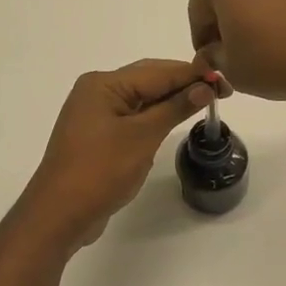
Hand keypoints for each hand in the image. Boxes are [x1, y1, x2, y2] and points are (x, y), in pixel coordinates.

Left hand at [20, 59, 212, 247]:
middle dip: (184, 84)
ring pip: (141, 98)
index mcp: (104, 84)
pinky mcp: (97, 135)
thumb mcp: (143, 136)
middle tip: (221, 92)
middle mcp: (97, 91)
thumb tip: (204, 87)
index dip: (193, 75)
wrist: (60, 213)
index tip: (225, 80)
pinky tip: (174, 120)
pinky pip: (132, 117)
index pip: (158, 71)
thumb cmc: (101, 170)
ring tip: (204, 103)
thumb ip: (174, 108)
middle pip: (149, 79)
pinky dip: (154, 116)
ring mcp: (95, 114)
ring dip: (170, 100)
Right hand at [187, 0, 285, 100]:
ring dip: (260, 15)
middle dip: (230, 21)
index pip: (197, 8)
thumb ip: (215, 57)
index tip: (210, 62)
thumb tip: (217, 49)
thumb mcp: (233, 70)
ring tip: (272, 49)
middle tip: (238, 54)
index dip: (201, 39)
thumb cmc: (279, 57)